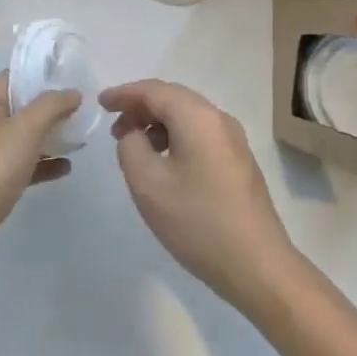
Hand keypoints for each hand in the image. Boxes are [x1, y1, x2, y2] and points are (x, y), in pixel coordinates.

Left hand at [0, 73, 79, 288]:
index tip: (76, 80)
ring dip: (50, 136)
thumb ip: (51, 106)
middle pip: (22, 106)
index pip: (17, 76)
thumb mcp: (24, 129)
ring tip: (81, 138)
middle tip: (85, 111)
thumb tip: (72, 92)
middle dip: (52, 108)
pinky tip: (66, 168)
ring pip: (23, 137)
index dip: (46, 76)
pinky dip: (43, 163)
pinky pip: (22, 164)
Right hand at [100, 79, 298, 311]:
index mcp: (197, 117)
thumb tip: (134, 134)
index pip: (154, 91)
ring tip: (134, 147)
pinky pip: (199, 134)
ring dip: (157, 124)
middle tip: (113, 127)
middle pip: (173, 98)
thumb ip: (130, 146)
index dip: (124, 94)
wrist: (256, 265)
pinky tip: (162, 163)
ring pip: (187, 117)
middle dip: (140, 107)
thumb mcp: (147, 183)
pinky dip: (175, 137)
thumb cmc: (197, 221)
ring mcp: (234, 140)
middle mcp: (219, 119)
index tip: (99, 104)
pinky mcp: (238, 161)